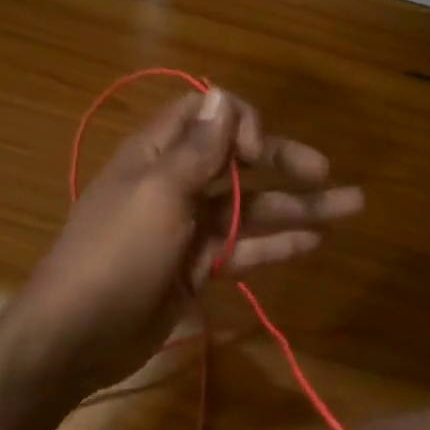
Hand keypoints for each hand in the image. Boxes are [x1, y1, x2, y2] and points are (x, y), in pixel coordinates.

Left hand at [2, 86, 362, 399]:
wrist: (76, 336)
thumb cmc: (115, 255)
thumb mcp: (157, 195)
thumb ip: (196, 150)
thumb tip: (222, 94)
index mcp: (157, 154)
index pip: (205, 114)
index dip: (238, 121)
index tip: (256, 153)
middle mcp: (176, 183)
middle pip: (237, 160)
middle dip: (281, 160)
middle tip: (325, 171)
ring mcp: (189, 227)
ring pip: (251, 208)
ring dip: (297, 205)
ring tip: (352, 205)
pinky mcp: (198, 266)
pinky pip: (245, 248)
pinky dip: (277, 244)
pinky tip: (315, 242)